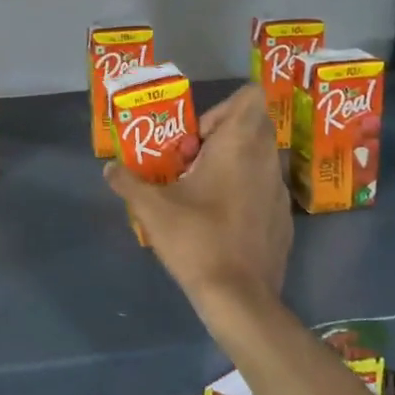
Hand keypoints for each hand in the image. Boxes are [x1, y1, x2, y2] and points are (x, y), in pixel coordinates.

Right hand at [104, 83, 291, 332]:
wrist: (238, 298)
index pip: (250, 96)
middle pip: (251, 126)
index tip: (196, 138)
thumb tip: (109, 169)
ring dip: (232, 165)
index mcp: (238, 146)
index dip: (221, 108)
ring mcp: (280, 191)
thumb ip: (128, 182)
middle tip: (191, 164)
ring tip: (202, 193)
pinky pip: (265, 190)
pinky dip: (246, 194)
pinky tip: (222, 222)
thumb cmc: (196, 239)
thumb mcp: (152, 209)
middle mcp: (266, 160)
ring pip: (259, 159)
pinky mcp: (285, 219)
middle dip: (220, 138)